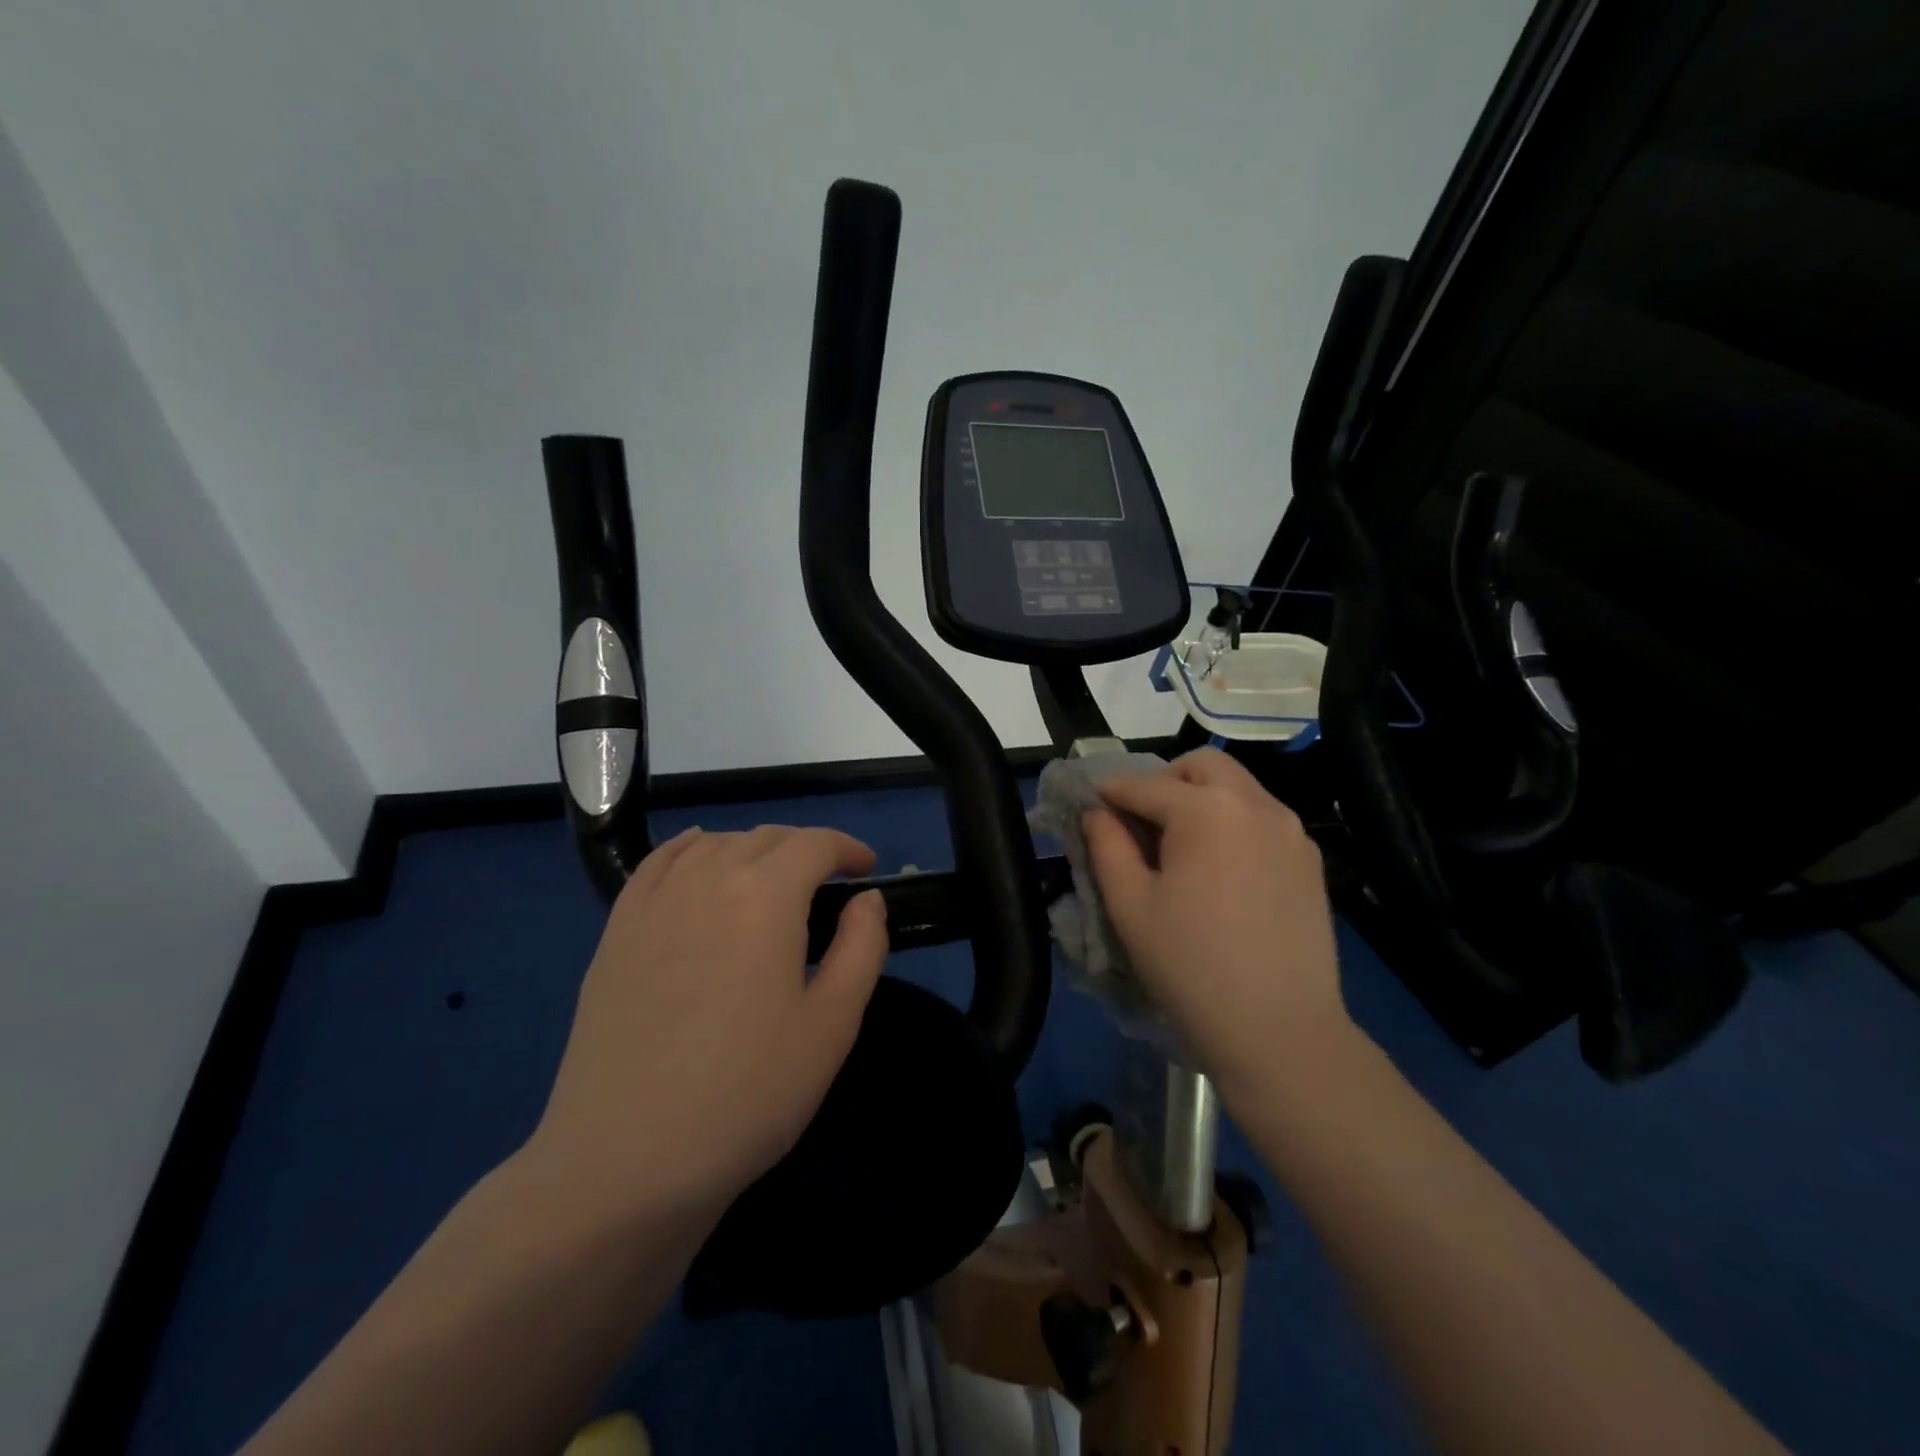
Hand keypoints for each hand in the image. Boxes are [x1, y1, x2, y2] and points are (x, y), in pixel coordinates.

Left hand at [529, 826, 888, 1229]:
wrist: (627, 1160)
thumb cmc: (747, 1094)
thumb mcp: (832, 1025)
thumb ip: (862, 947)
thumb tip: (867, 899)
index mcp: (765, 896)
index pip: (814, 844)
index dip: (848, 848)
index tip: (867, 869)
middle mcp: (708, 879)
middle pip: (765, 838)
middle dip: (806, 848)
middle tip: (829, 882)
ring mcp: (655, 902)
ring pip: (715, 844)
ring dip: (754, 849)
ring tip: (773, 880)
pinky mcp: (617, 930)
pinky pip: (659, 863)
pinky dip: (691, 847)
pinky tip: (701, 855)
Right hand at [1084, 749, 1349, 1097]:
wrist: (1280, 1032)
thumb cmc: (1190, 966)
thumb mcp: (1130, 905)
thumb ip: (1106, 845)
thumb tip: (1096, 811)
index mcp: (1206, 810)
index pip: (1143, 784)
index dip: (1108, 793)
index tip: (1088, 807)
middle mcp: (1255, 804)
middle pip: (1200, 765)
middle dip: (1163, 781)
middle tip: (1141, 824)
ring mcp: (1291, 830)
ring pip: (1237, 787)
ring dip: (1201, 799)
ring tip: (1181, 849)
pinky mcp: (1310, 860)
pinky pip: (1262, 819)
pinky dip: (1232, 823)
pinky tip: (1221, 871)